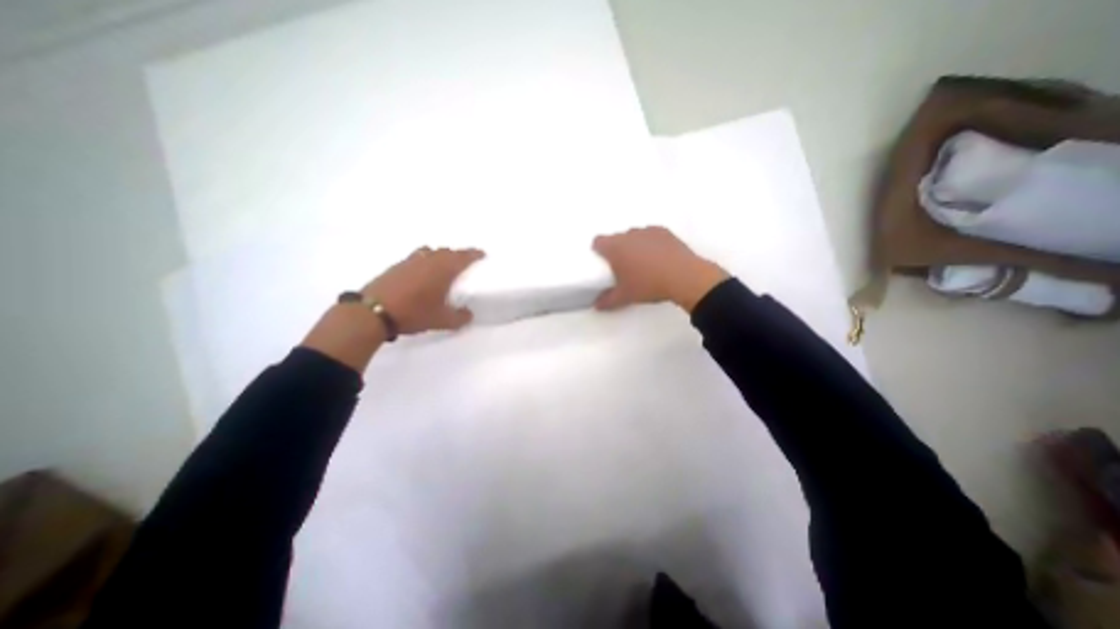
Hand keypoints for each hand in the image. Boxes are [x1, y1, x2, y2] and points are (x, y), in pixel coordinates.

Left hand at [362, 245, 477, 336]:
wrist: (373, 312)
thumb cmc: (414, 313)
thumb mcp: (442, 321)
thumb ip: (460, 318)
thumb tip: (469, 315)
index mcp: (443, 270)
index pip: (463, 257)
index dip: (474, 254)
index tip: (482, 253)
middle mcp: (428, 261)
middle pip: (447, 251)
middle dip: (458, 254)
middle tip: (465, 261)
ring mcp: (410, 261)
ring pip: (431, 252)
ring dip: (440, 255)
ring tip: (443, 264)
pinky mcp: (396, 266)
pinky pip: (417, 257)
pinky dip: (425, 260)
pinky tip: (422, 272)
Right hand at [589, 227, 732, 310]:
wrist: (683, 277)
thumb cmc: (648, 285)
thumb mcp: (625, 297)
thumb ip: (607, 300)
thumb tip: (597, 305)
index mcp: (615, 247)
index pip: (598, 241)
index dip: (598, 251)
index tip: (604, 263)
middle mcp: (629, 234)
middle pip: (617, 238)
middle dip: (618, 249)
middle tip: (624, 267)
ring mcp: (648, 231)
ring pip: (635, 236)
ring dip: (634, 245)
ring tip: (644, 263)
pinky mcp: (664, 232)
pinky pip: (651, 235)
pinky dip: (651, 243)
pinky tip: (659, 257)